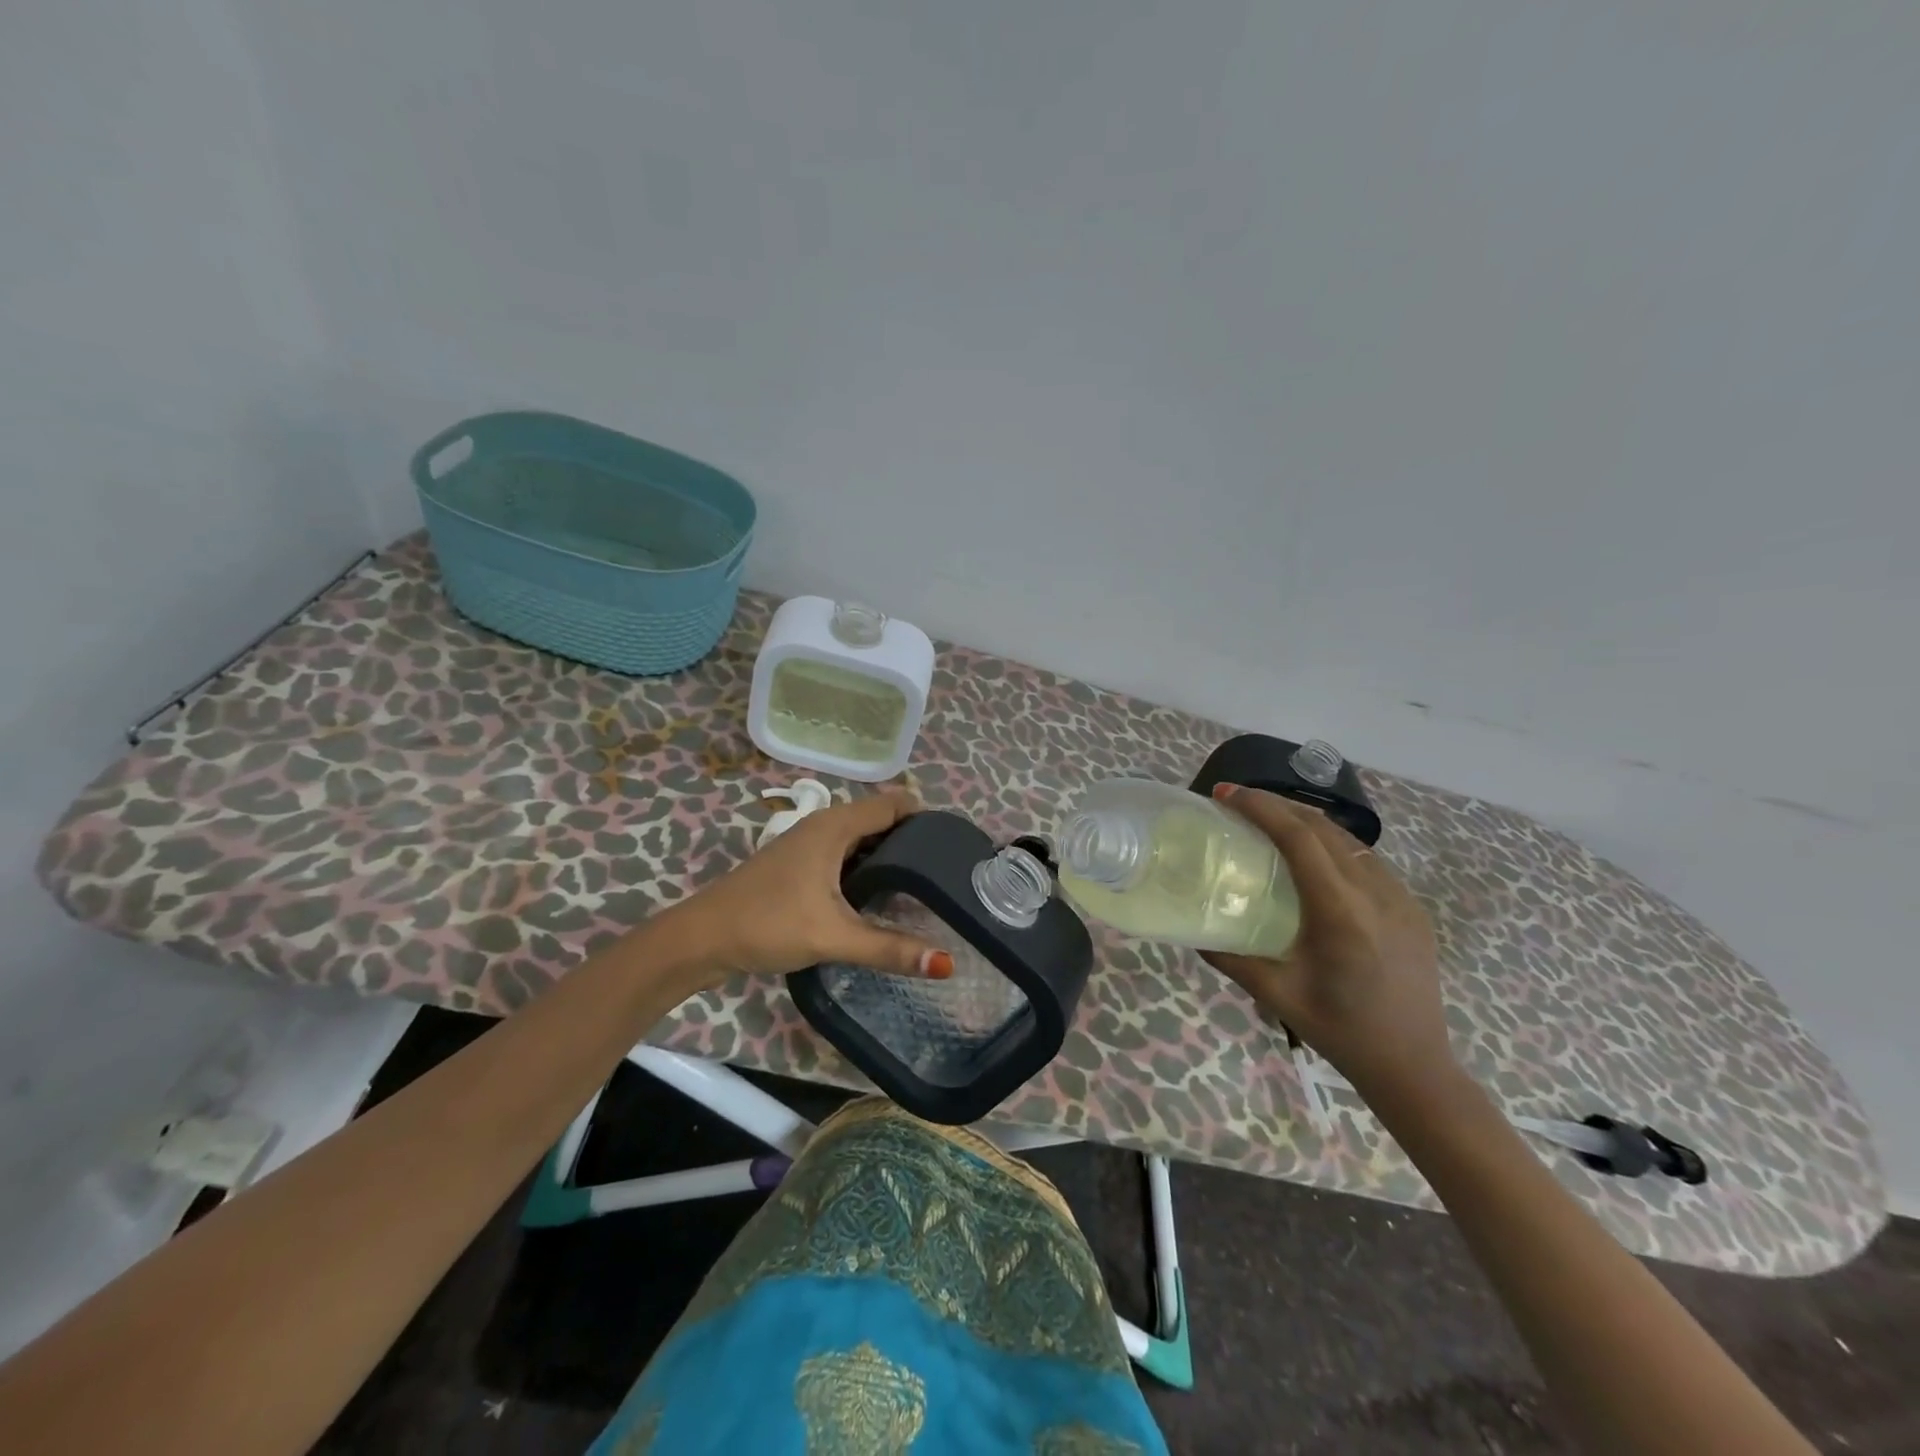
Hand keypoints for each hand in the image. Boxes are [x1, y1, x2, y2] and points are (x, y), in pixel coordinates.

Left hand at [667, 790, 954, 985]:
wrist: (702, 939)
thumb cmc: (768, 924)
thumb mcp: (833, 936)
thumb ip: (889, 948)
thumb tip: (947, 964)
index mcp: (835, 826)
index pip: (894, 804)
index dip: (926, 818)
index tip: (957, 845)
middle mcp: (824, 826)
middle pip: (880, 820)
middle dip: (913, 840)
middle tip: (950, 871)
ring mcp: (809, 845)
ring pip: (861, 841)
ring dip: (889, 856)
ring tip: (925, 885)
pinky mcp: (799, 866)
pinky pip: (846, 856)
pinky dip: (868, 868)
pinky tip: (881, 897)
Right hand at [1202, 784, 1454, 1100]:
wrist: (1415, 1067)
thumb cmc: (1341, 1032)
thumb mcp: (1276, 995)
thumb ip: (1231, 958)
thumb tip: (1193, 931)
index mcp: (1340, 912)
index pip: (1298, 837)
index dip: (1260, 807)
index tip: (1226, 795)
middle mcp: (1375, 893)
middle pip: (1322, 827)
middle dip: (1276, 805)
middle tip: (1236, 801)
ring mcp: (1400, 897)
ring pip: (1347, 839)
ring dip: (1305, 820)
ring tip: (1268, 821)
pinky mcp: (1411, 907)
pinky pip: (1366, 859)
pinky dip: (1331, 843)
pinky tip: (1311, 857)